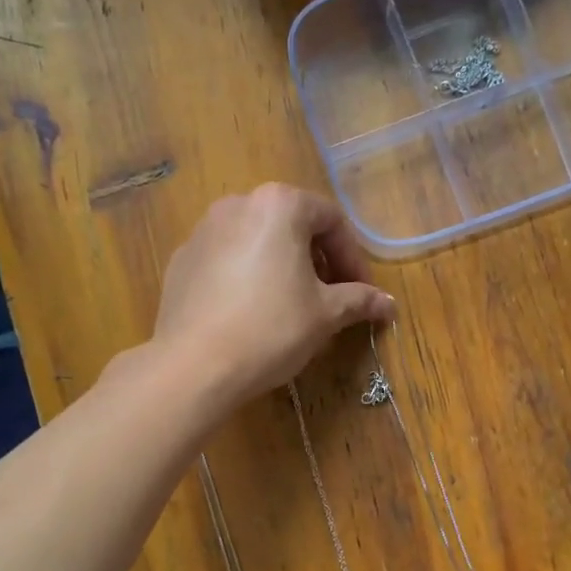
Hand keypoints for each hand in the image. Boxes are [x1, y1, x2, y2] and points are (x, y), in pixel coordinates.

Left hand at [152, 184, 393, 410]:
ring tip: (292, 305)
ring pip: (257, 240)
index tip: (362, 292)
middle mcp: (238, 205)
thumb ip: (359, 300)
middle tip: (331, 298)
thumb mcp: (325, 314)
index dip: (353, 258)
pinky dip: (247, 276)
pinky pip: (227, 259)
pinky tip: (251, 313)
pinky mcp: (181, 260)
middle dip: (318, 260)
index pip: (331, 220)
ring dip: (283, 266)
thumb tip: (388, 304)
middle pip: (292, 225)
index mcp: (279, 205)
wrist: (194, 365)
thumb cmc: (271, 329)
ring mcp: (203, 230)